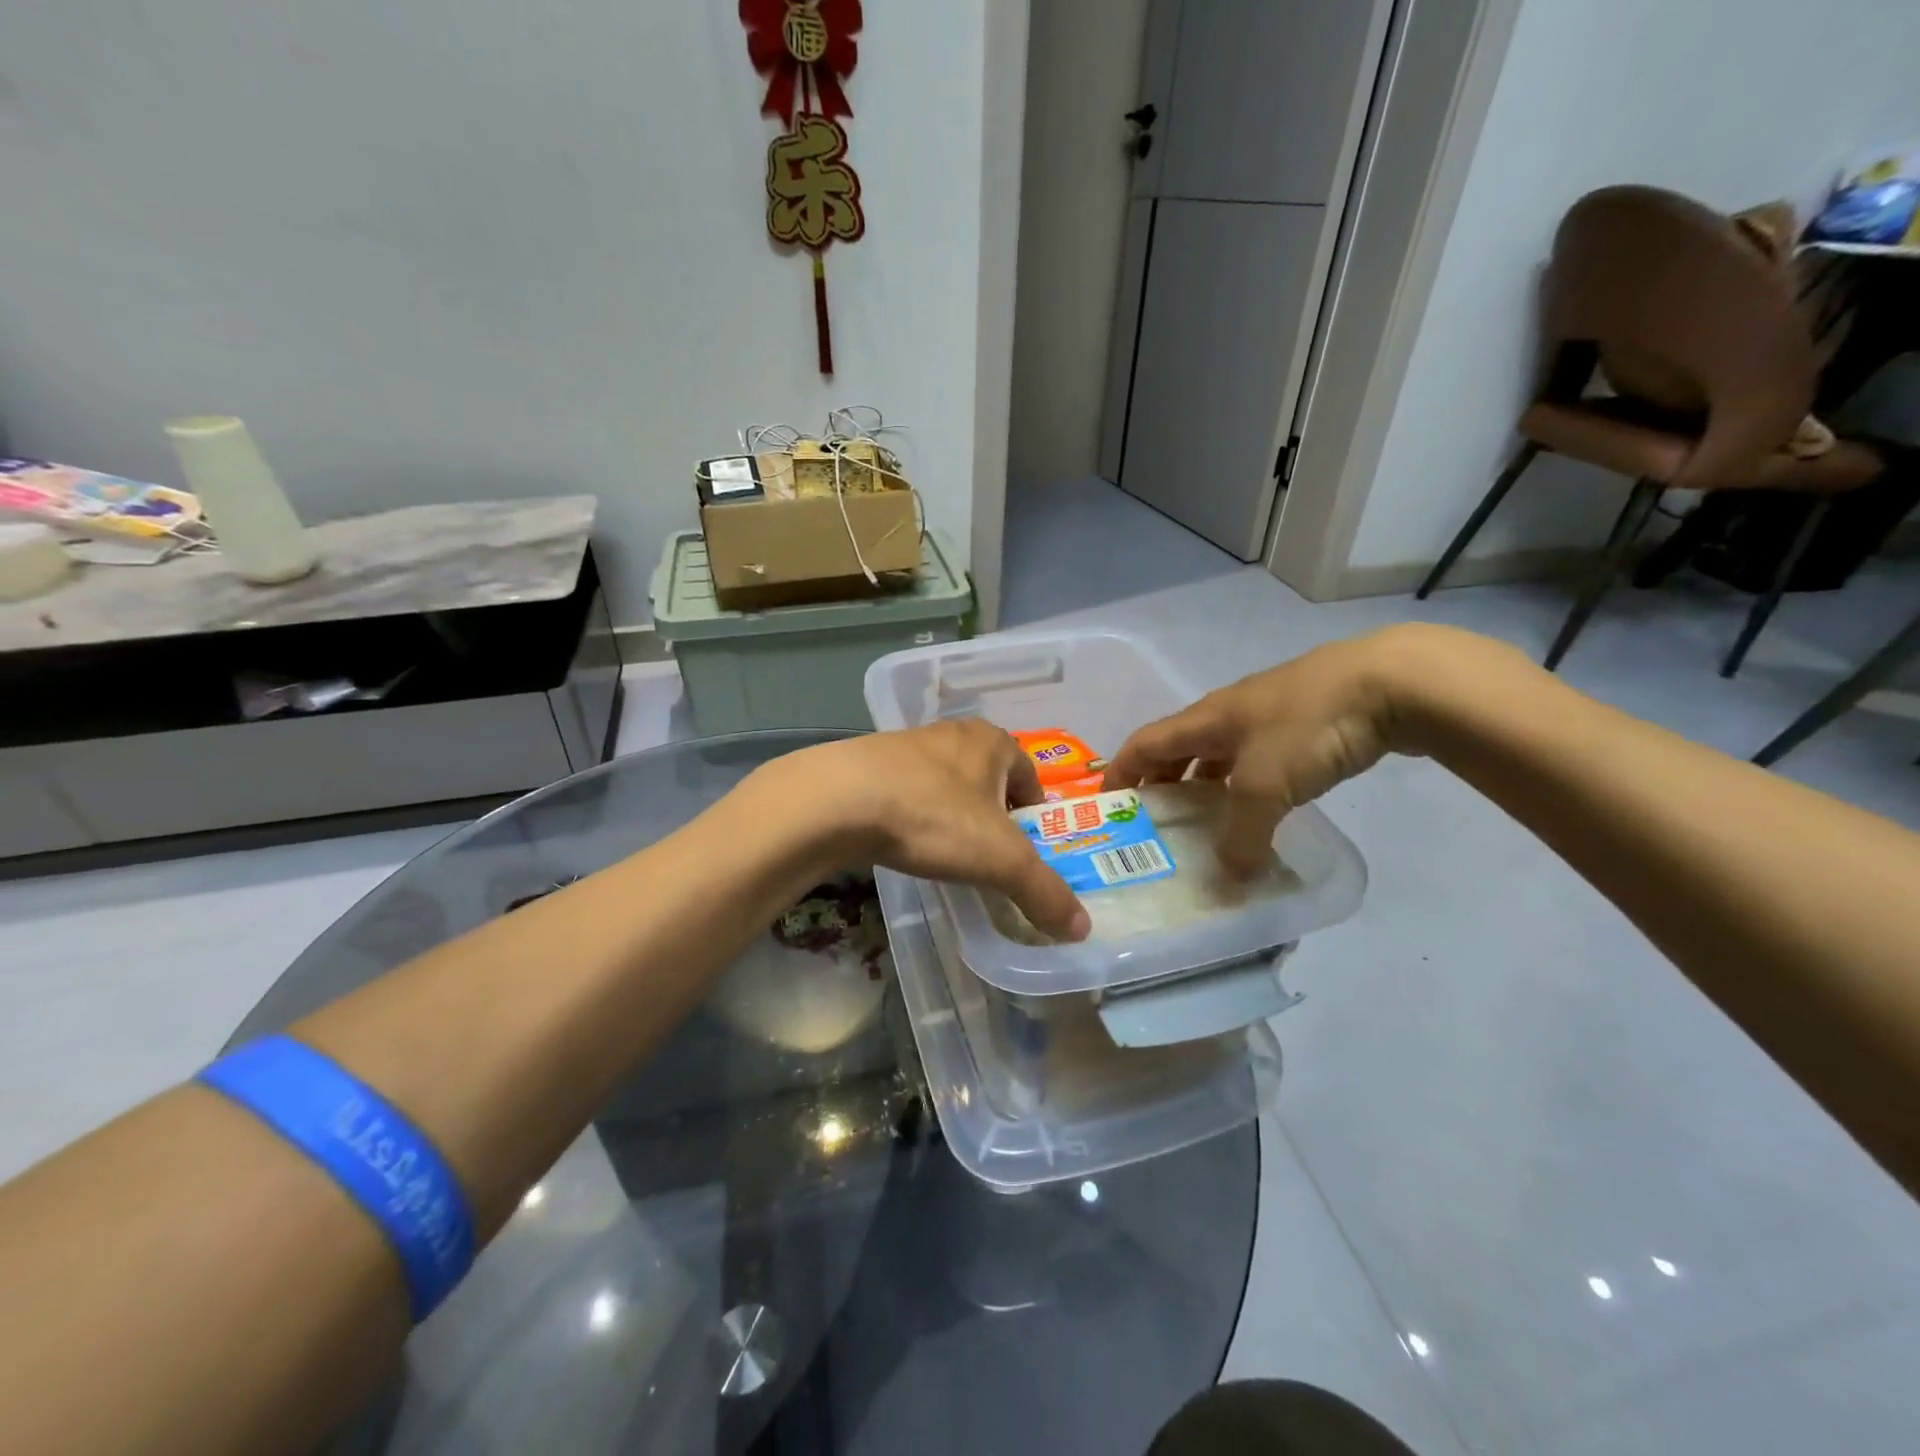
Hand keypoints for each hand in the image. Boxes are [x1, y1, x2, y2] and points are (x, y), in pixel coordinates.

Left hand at [778, 722, 1089, 940]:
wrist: (838, 800)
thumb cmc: (934, 817)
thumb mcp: (1000, 861)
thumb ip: (1044, 892)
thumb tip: (1082, 929)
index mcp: (993, 742)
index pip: (1030, 775)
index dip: (1034, 813)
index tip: (1026, 849)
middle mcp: (953, 733)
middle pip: (988, 778)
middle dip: (993, 814)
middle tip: (989, 855)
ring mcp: (908, 744)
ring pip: (946, 782)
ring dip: (952, 812)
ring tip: (945, 851)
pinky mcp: (869, 761)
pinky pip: (907, 789)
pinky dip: (913, 813)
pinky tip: (903, 841)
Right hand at [1103, 629, 1423, 874]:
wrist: (1393, 681)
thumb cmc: (1309, 726)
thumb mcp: (1265, 787)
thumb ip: (1240, 835)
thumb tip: (1229, 876)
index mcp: (1205, 718)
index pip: (1143, 744)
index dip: (1120, 773)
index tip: (1107, 808)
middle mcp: (1228, 713)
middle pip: (1179, 748)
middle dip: (1161, 784)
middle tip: (1157, 824)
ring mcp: (1269, 713)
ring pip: (1221, 754)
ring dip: (1206, 786)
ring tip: (1206, 822)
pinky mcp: (1306, 721)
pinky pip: (1259, 758)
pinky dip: (1247, 784)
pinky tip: (1264, 807)